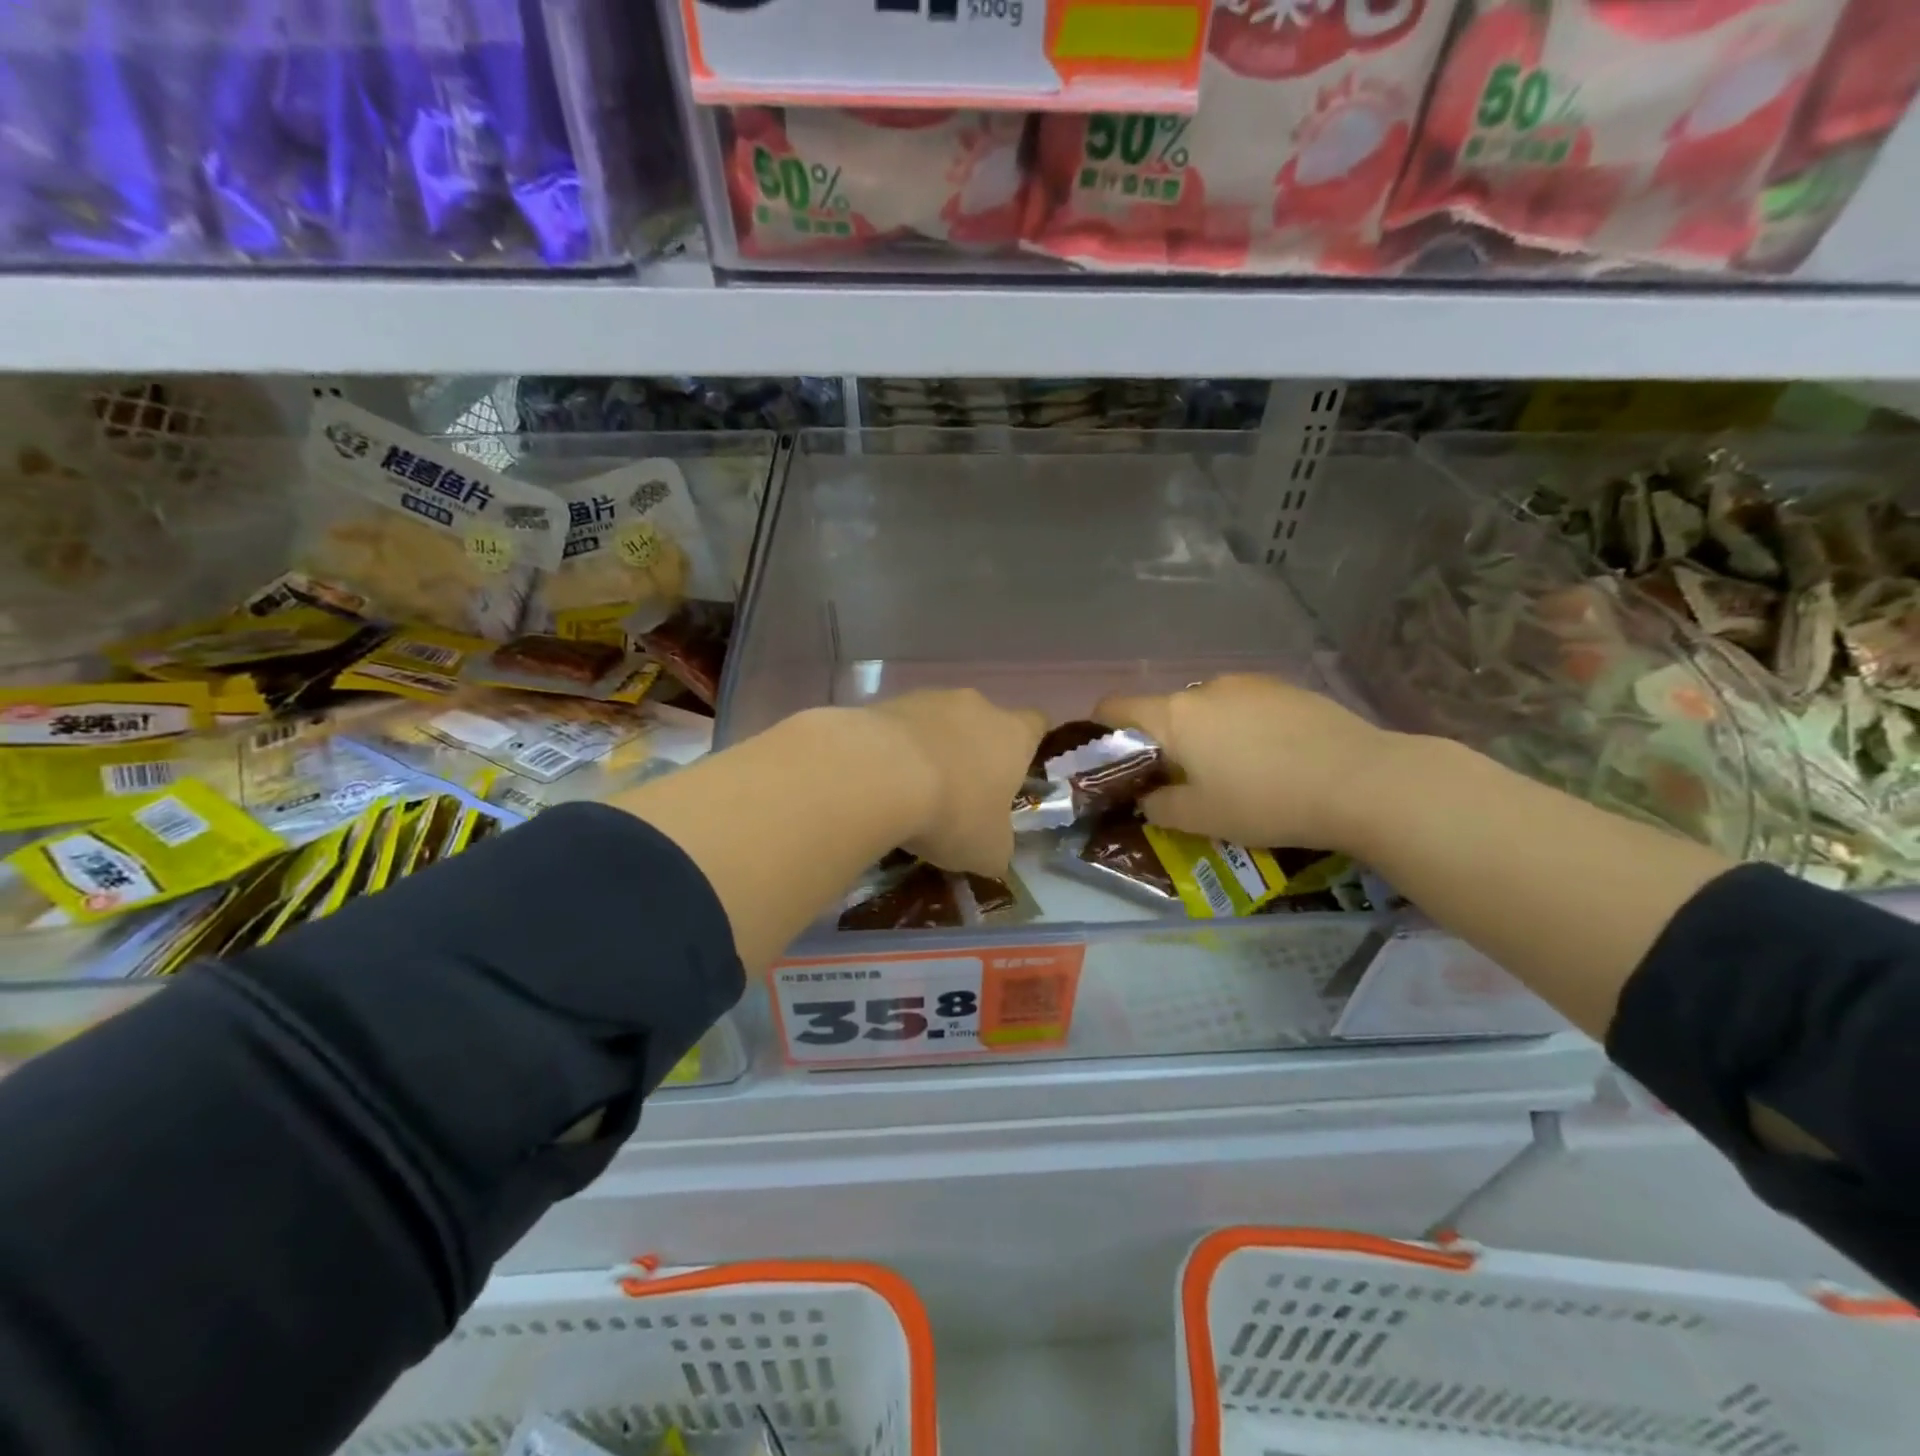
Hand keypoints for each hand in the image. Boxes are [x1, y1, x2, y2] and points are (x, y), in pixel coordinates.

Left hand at [865, 690, 1045, 876]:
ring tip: (912, 792)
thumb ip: (997, 848)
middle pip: (983, 724)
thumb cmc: (953, 811)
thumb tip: (994, 855)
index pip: (1036, 725)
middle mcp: (977, 706)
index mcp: (1013, 735)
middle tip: (959, 795)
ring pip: (939, 723)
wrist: (880, 775)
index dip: (1028, 747)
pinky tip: (881, 781)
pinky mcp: (886, 703)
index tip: (1016, 772)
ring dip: (932, 750)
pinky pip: (899, 728)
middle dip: (973, 754)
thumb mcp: (987, 851)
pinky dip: (894, 750)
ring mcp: (929, 699)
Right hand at [1094, 675, 1393, 851]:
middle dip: (1165, 742)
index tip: (1111, 759)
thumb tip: (1149, 798)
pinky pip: (1248, 706)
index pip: (1116, 707)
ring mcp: (1251, 684)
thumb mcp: (1200, 818)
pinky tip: (1274, 758)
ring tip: (1236, 771)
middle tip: (1182, 781)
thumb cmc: (1265, 801)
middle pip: (1166, 710)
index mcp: (1175, 716)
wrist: (1361, 781)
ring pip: (1209, 707)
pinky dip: (1245, 728)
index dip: (1102, 729)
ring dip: (1207, 734)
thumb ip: (1160, 807)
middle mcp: (1206, 688)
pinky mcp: (1289, 688)